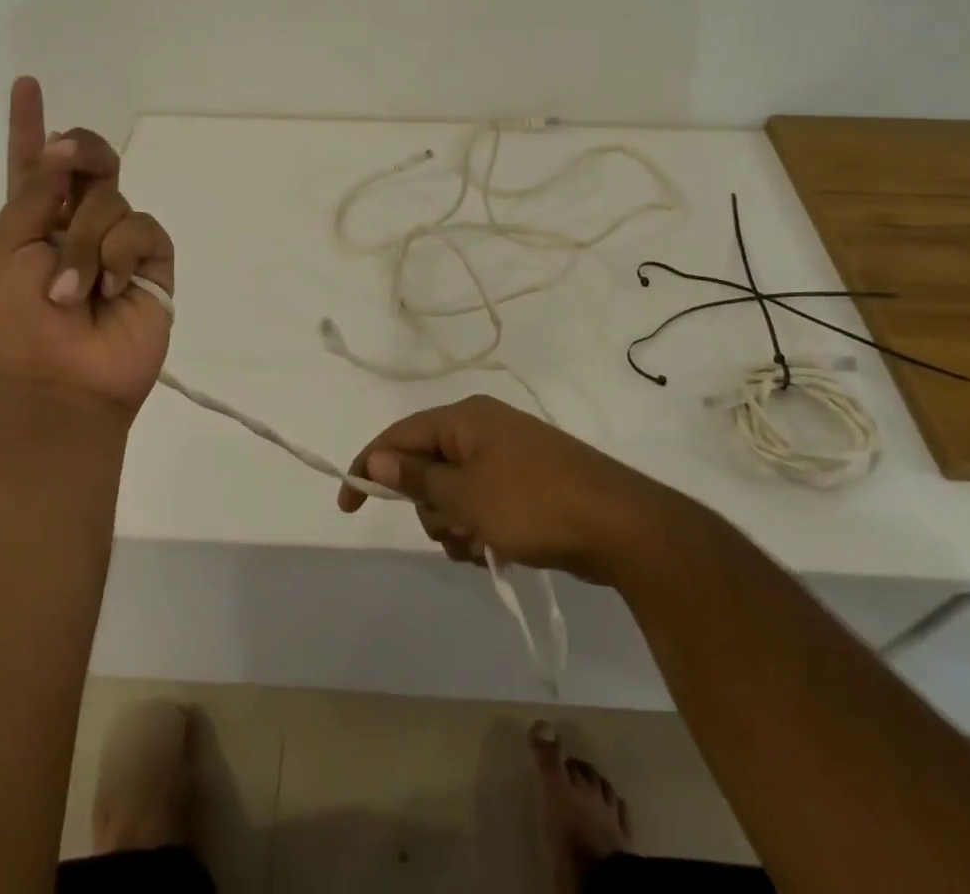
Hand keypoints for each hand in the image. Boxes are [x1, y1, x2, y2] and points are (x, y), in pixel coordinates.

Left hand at [0, 77, 174, 417]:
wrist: (62, 379)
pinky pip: (142, 228)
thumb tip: (68, 147)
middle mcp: (77, 221)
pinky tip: (111, 288)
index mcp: (33, 219)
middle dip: (82, 151)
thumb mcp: (4, 249)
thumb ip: (35, 192)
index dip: (29, 124)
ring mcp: (118, 239)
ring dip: (86, 243)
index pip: (33, 162)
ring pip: (112, 199)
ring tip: (76, 291)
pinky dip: (120, 255)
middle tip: (71, 157)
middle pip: (90, 159)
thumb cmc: (17, 320)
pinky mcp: (152, 258)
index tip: (27, 83)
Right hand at [338, 396, 672, 582]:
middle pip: (427, 465)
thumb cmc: (533, 504)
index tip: (349, 505)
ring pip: (455, 491)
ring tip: (479, 547)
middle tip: (447, 530)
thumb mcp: (466, 495)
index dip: (369, 465)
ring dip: (454, 524)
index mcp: (465, 418)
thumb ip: (417, 476)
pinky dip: (480, 528)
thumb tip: (376, 456)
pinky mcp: (528, 483)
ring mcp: (509, 455)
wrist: (620, 525)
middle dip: (427, 506)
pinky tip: (496, 551)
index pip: (399, 435)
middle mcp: (484, 428)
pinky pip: (483, 503)